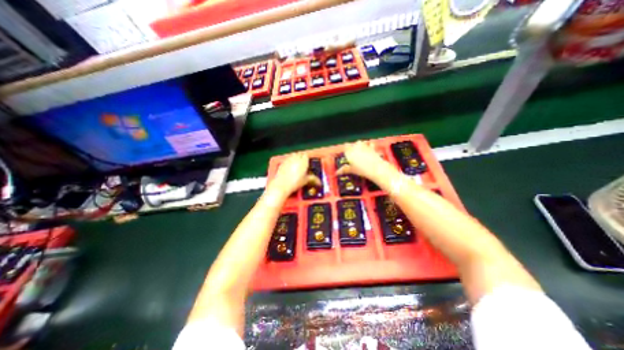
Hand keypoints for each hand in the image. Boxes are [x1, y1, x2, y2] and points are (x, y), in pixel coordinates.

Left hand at [268, 152, 321, 197]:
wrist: (282, 185)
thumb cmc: (294, 182)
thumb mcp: (306, 181)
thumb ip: (313, 179)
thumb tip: (318, 181)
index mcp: (303, 161)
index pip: (307, 155)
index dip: (308, 159)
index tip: (309, 163)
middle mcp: (295, 158)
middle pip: (300, 154)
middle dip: (302, 157)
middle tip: (304, 164)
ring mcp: (288, 160)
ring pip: (293, 155)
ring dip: (296, 158)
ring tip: (297, 165)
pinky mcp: (282, 163)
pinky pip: (288, 159)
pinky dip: (290, 161)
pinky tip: (290, 167)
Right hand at [334, 140, 388, 179]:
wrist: (376, 168)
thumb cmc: (362, 169)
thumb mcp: (351, 170)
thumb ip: (344, 170)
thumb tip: (337, 172)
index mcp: (349, 150)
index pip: (345, 147)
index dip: (344, 150)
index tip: (345, 155)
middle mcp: (356, 146)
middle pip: (352, 144)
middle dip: (352, 148)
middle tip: (352, 156)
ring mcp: (365, 145)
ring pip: (360, 143)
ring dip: (359, 146)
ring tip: (359, 152)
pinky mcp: (372, 147)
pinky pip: (369, 144)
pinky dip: (368, 146)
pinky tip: (369, 150)